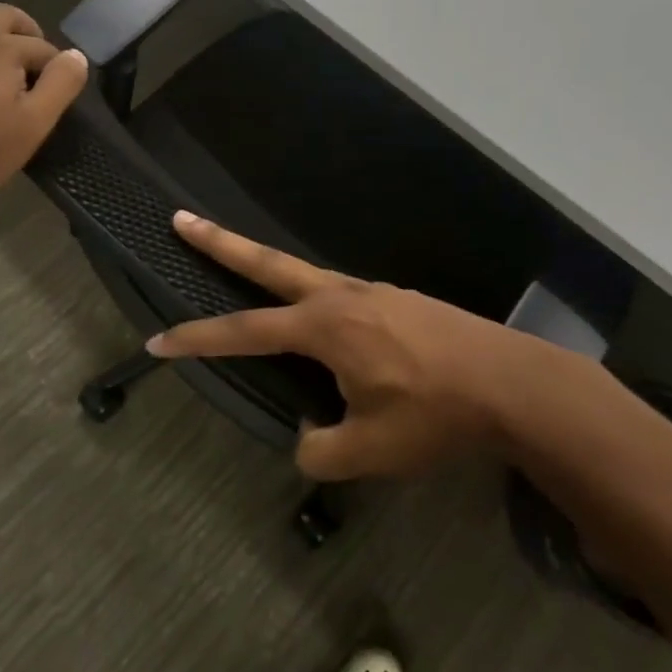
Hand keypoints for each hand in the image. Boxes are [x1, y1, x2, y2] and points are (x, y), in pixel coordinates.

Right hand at [147, 213, 585, 480]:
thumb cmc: (436, 415)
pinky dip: (317, 302)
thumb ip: (321, 451)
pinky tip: (331, 328)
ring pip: (306, 276)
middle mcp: (341, 297)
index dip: (196, 339)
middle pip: (267, 262)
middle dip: (219, 242)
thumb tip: (307, 438)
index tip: (158, 341)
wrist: (514, 385)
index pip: (244, 331)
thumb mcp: (371, 452)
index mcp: (325, 327)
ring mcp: (373, 292)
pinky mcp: (398, 299)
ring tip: (247, 271)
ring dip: (269, 269)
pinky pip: (342, 296)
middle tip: (181, 219)